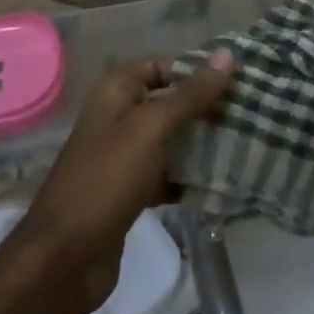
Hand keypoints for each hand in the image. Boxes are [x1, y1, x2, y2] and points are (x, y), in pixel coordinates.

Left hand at [13, 51, 234, 310]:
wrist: (65, 258)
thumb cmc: (106, 180)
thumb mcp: (151, 129)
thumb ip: (190, 94)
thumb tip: (227, 55)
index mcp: (115, 93)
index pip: (158, 65)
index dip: (192, 70)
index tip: (233, 82)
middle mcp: (117, 118)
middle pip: (167, 102)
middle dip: (204, 107)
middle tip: (248, 113)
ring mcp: (123, 157)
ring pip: (170, 139)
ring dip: (201, 143)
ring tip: (244, 144)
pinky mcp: (130, 192)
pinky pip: (166, 174)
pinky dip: (189, 177)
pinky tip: (220, 182)